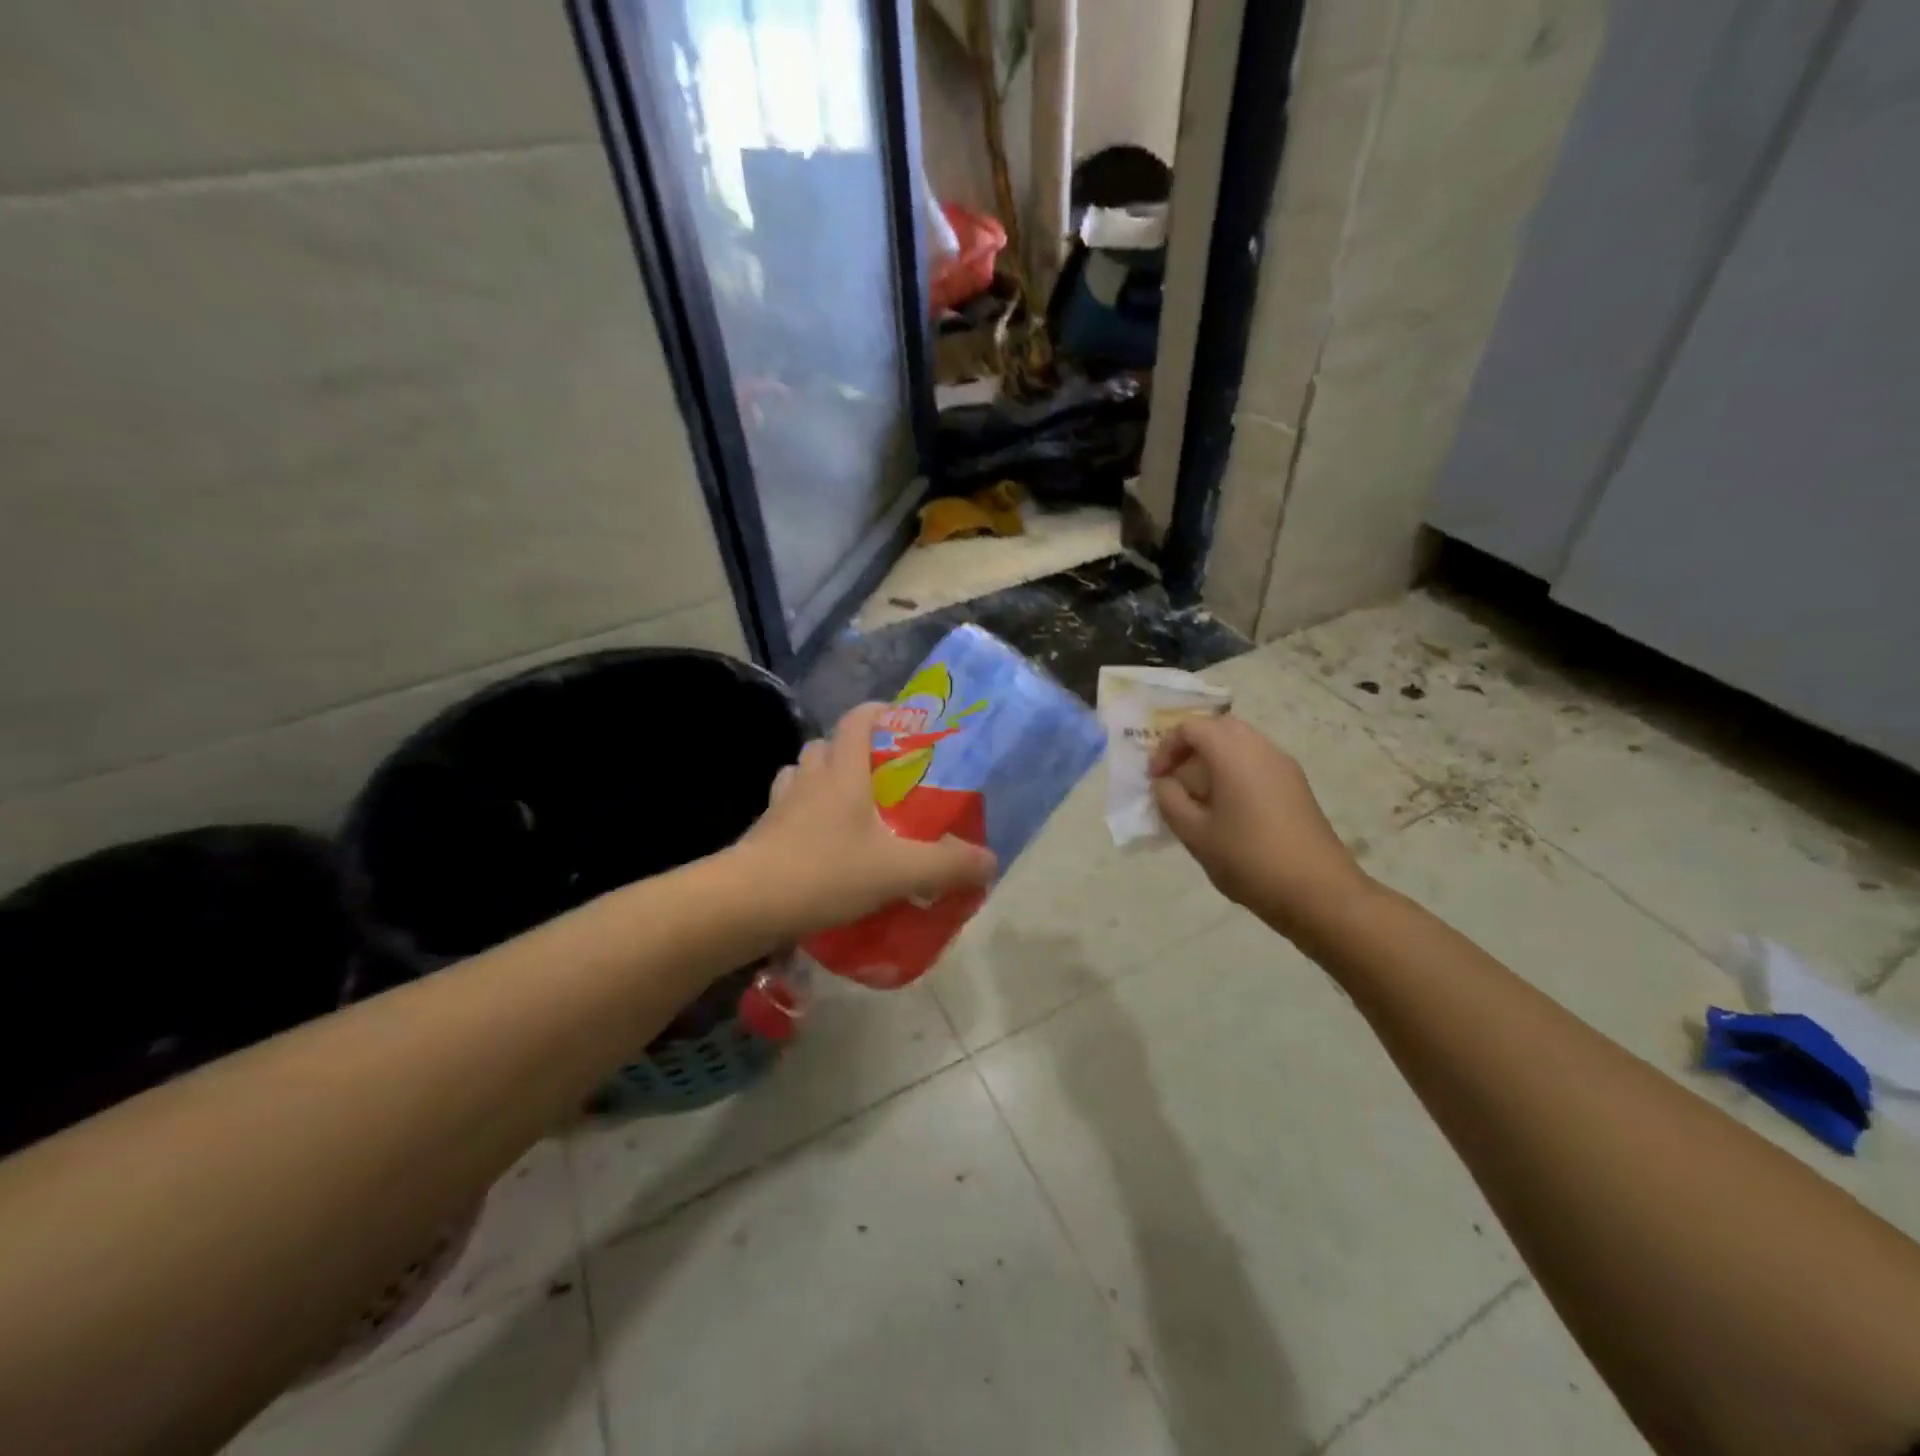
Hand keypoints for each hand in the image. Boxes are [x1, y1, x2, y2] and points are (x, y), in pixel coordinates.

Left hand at [737, 703, 997, 937]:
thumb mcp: (897, 871)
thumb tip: (990, 862)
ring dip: (821, 784)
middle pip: (825, 746)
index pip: (857, 721)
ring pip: (801, 777)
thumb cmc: (823, 873)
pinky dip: (802, 818)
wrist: (744, 906)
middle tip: (879, 778)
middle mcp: (808, 780)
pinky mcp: (762, 836)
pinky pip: (785, 813)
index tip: (900, 721)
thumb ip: (946, 866)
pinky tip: (820, 847)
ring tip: (848, 810)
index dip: (878, 713)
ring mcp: (778, 807)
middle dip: (850, 753)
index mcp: (842, 773)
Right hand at [1149, 714, 1373, 940]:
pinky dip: (1234, 773)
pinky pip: (1256, 763)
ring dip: (1212, 762)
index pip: (1191, 727)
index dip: (1166, 748)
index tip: (1156, 780)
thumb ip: (1170, 800)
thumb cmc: (1248, 858)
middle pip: (1218, 728)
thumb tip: (1166, 783)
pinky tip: (1227, 812)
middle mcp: (1261, 748)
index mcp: (1232, 753)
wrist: (1318, 891)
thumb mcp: (1194, 833)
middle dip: (1190, 749)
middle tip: (1174, 781)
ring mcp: (1283, 766)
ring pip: (1240, 745)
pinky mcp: (1296, 786)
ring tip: (1198, 800)